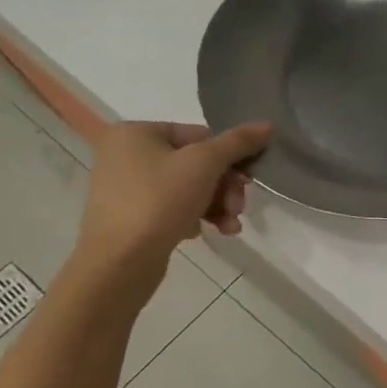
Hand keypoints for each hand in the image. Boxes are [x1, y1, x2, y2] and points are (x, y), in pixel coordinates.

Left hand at [74, 121, 270, 280]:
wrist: (119, 262)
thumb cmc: (160, 200)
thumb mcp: (206, 163)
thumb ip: (238, 142)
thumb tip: (267, 125)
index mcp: (136, 133)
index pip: (200, 136)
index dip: (229, 158)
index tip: (247, 180)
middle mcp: (125, 155)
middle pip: (197, 164)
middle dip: (225, 188)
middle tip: (238, 207)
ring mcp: (126, 187)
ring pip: (189, 188)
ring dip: (218, 205)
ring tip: (230, 225)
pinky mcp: (131, 216)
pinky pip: (173, 207)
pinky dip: (196, 216)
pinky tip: (209, 232)